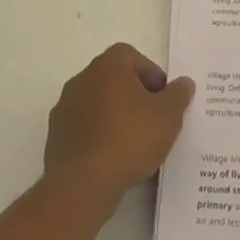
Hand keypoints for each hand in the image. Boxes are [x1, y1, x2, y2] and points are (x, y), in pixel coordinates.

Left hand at [44, 43, 194, 198]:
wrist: (83, 183)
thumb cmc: (130, 138)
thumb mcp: (168, 116)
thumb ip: (178, 95)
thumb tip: (183, 83)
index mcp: (107, 66)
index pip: (132, 56)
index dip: (151, 74)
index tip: (163, 99)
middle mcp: (82, 79)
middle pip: (114, 79)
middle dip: (135, 96)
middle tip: (153, 120)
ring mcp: (65, 108)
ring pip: (98, 104)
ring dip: (115, 116)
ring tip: (135, 143)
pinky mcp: (56, 136)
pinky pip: (84, 128)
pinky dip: (99, 136)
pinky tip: (114, 158)